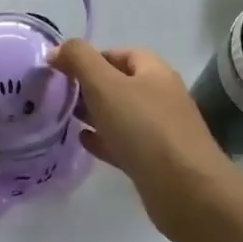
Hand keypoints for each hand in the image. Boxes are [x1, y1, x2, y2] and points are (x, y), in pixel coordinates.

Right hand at [51, 41, 240, 241]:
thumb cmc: (144, 128)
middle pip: (120, 83)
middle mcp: (160, 96)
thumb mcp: (105, 85)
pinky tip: (83, 142)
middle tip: (59, 94)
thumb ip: (79, 60)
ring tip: (65, 116)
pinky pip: (124, 143)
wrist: (186, 191)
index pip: (119, 53)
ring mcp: (160, 130)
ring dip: (95, 113)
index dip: (91, 57)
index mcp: (154, 71)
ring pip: (121, 115)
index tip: (62, 69)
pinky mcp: (156, 161)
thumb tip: (57, 50)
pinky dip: (104, 140)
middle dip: (90, 86)